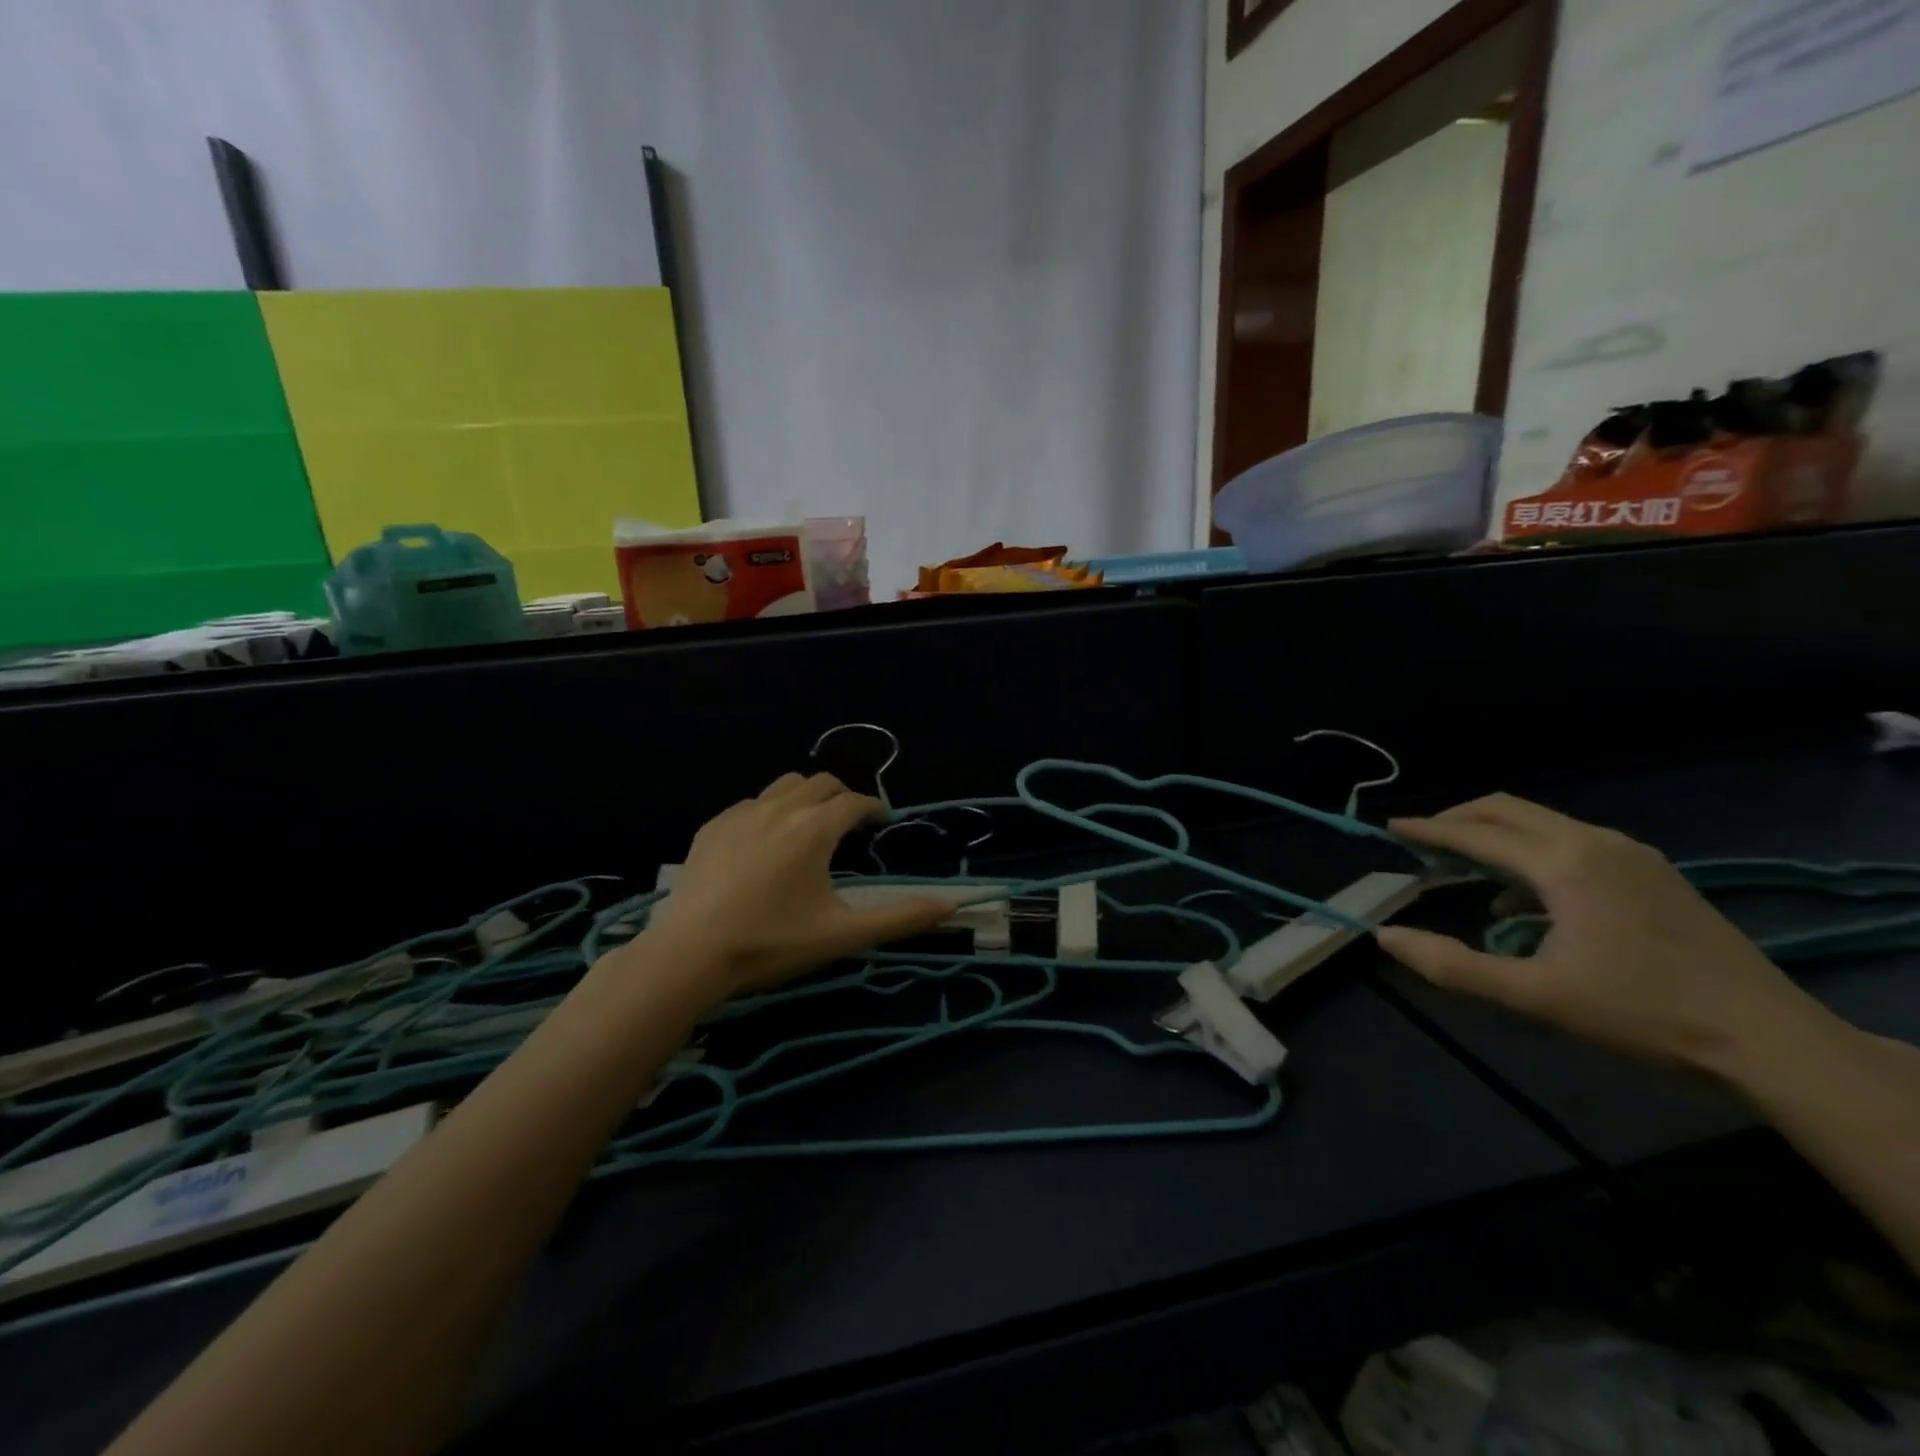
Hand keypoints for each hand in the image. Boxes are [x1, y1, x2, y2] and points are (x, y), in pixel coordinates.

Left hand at [644, 773, 952, 995]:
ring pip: (783, 786)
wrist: (690, 954)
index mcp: (814, 829)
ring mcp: (741, 814)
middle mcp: (780, 809)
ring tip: (808, 825)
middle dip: (841, 796)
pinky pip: (750, 803)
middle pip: (820, 783)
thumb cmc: (772, 943)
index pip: (854, 802)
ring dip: (804, 796)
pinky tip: (763, 843)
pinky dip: (768, 811)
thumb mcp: (842, 935)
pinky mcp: (712, 827)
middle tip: (849, 822)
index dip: (873, 807)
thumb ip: (899, 918)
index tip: (881, 820)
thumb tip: (950, 906)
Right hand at [1376, 793, 1822, 1072]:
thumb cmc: (1641, 1013)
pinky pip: (1573, 842)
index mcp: (1564, 864)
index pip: (1476, 833)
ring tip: (1465, 869)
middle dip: (1457, 820)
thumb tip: (1385, 936)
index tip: (1389, 828)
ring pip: (1542, 823)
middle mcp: (1596, 842)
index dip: (1428, 831)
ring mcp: (1632, 853)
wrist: (1770, 1039)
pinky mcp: (1654, 872)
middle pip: (1508, 810)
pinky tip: (1526, 899)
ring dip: (1495, 836)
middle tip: (1421, 841)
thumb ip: (1452, 965)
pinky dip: (1532, 853)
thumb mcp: (1535, 995)